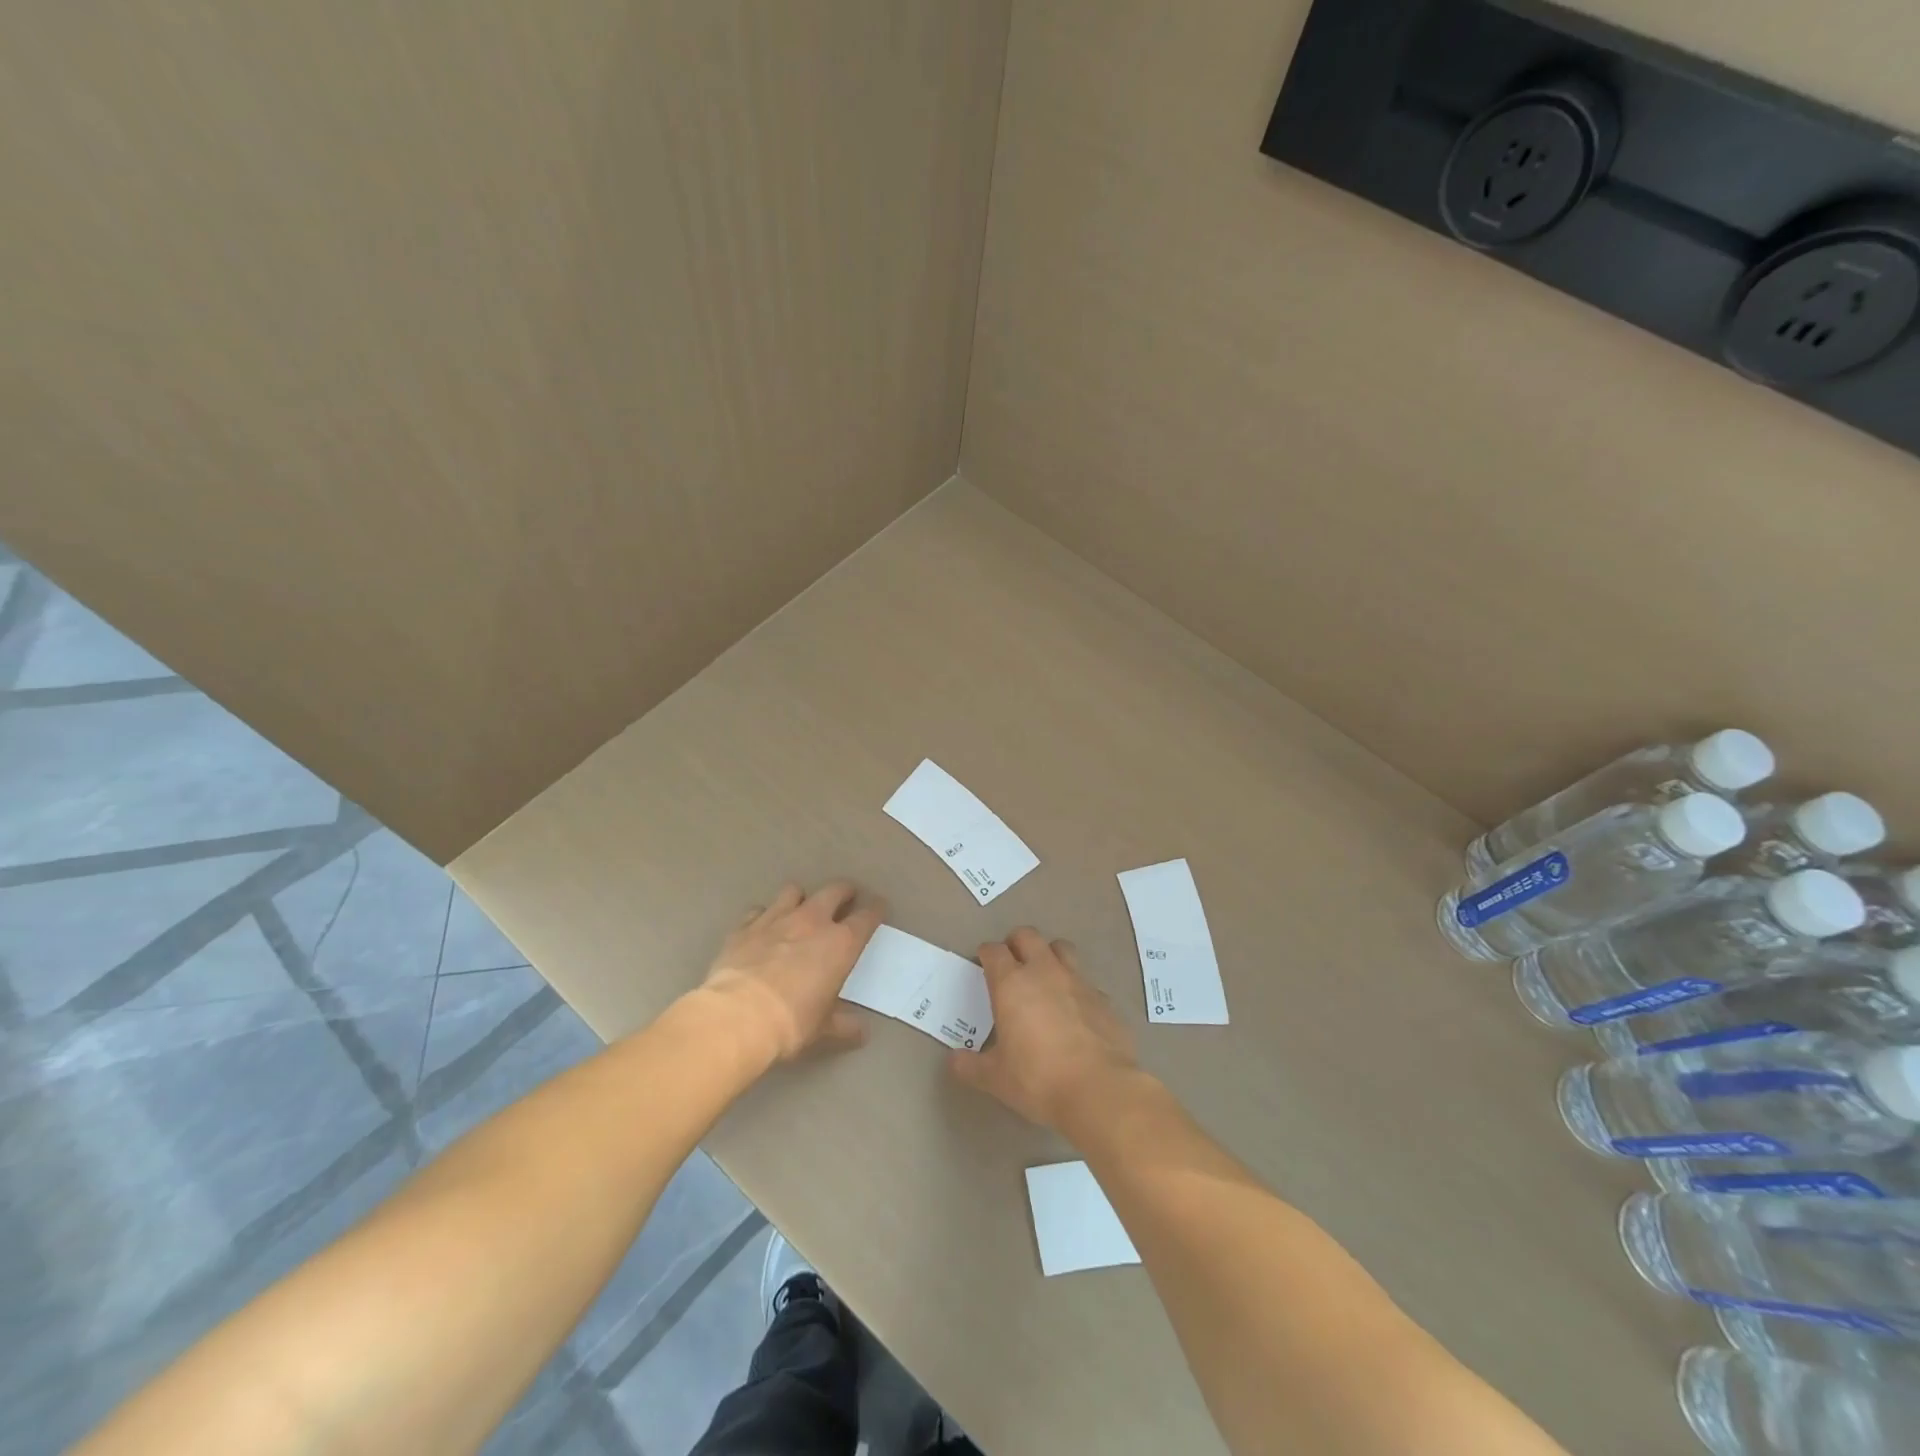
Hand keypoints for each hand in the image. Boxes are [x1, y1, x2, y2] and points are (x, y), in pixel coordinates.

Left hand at [701, 881, 885, 1061]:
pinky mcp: (744, 926)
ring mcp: (775, 919)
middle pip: (834, 891)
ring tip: (800, 909)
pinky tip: (762, 929)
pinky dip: (764, 916)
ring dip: (801, 898)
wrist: (737, 1017)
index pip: (867, 917)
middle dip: (843, 891)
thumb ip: (844, 1025)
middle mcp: (811, 921)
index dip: (875, 910)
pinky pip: (758, 910)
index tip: (878, 907)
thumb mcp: (822, 1029)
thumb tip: (861, 1033)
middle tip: (846, 897)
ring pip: (794, 891)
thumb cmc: (791, 1022)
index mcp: (840, 944)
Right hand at [947, 928, 1139, 1130]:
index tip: (983, 963)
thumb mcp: (995, 1078)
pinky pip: (1085, 981)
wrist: (1099, 1090)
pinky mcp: (1103, 998)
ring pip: (1061, 948)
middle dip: (1016, 943)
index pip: (994, 951)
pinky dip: (1075, 988)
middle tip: (1011, 963)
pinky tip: (1074, 1011)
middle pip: (1027, 936)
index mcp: (1012, 984)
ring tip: (1044, 977)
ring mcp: (1077, 981)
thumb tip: (953, 1060)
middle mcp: (1044, 972)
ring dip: (1049, 955)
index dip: (986, 954)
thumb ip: (970, 1066)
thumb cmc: (1038, 1079)